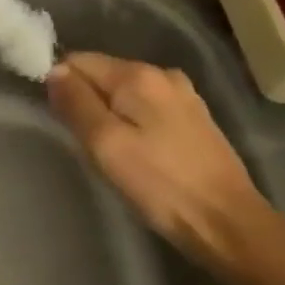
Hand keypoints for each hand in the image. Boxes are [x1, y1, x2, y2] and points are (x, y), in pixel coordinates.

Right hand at [46, 52, 266, 264]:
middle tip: (91, 145)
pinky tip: (141, 154)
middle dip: (86, 103)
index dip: (63, 87)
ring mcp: (183, 96)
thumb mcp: (104, 143)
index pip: (78, 60)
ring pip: (123, 94)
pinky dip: (133, 124)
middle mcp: (163, 74)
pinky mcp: (195, 118)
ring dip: (109, 116)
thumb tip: (55, 71)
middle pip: (102, 75)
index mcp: (138, 74)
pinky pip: (146, 108)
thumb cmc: (160, 184)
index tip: (65, 123)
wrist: (229, 224)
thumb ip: (75, 102)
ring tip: (114, 153)